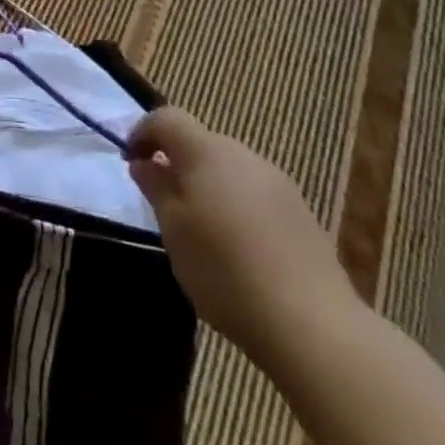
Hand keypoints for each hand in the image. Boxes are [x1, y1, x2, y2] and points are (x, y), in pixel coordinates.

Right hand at [126, 107, 361, 370]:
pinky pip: (255, 194)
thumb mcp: (173, 230)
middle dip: (177, 161)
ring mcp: (278, 183)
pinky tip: (239, 249)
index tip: (130, 161)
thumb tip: (145, 162)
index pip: (167, 118)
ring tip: (200, 228)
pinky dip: (236, 206)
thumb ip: (156, 188)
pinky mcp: (302, 214)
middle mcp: (243, 155)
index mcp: (206, 151)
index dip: (143, 132)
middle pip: (200, 142)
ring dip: (208, 185)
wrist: (314, 326)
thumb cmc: (224, 271)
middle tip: (162, 199)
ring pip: (229, 169)